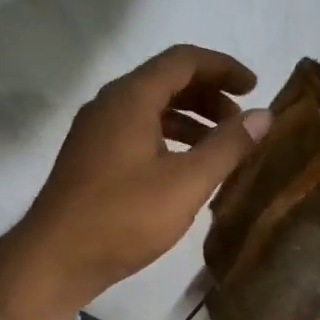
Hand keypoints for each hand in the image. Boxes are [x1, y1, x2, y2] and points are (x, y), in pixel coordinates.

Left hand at [5, 45, 270, 311]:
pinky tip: (185, 169)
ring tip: (220, 148)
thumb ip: (228, 147)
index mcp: (131, 98)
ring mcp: (95, 132)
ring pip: (150, 109)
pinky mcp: (90, 158)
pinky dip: (168, 139)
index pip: (183, 60)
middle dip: (209, 96)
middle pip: (166, 81)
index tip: (254, 88)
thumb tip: (264, 116)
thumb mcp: (186, 183)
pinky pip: (136, 132)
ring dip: (189, 120)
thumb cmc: (124, 218)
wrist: (55, 259)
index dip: (223, 68)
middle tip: (240, 124)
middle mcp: (109, 104)